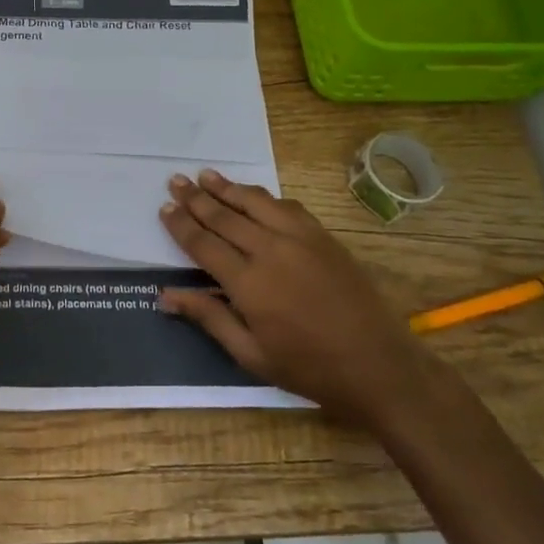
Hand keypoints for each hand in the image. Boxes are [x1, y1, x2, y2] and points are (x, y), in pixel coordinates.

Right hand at [156, 169, 427, 424]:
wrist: (378, 365)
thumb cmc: (308, 368)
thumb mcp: (251, 354)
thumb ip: (208, 318)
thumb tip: (165, 295)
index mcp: (248, 284)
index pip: (204, 244)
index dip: (182, 224)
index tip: (164, 207)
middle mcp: (270, 251)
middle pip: (225, 216)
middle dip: (197, 198)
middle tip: (176, 180)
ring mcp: (301, 240)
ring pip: (255, 203)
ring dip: (228, 188)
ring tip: (206, 175)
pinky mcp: (324, 238)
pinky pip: (288, 207)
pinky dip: (265, 198)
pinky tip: (255, 195)